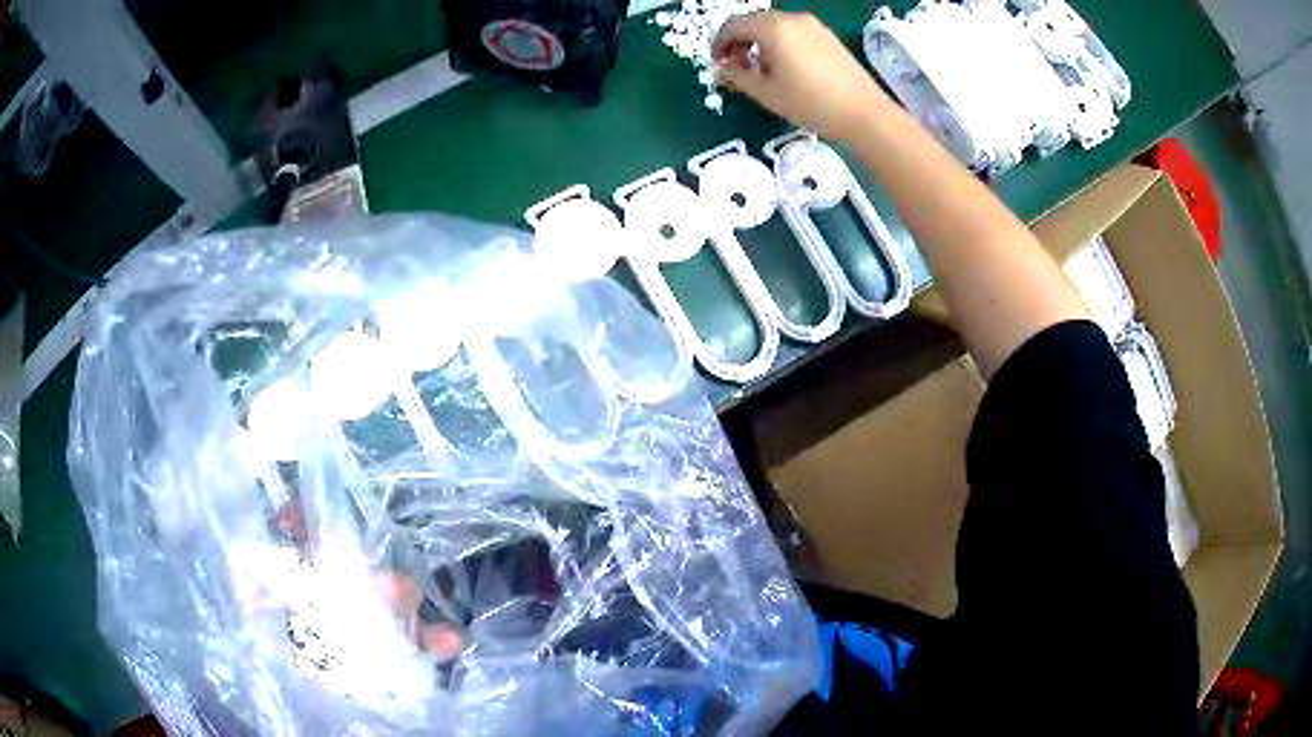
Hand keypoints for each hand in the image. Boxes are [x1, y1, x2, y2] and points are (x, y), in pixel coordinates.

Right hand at [713, 12, 889, 143]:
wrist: (864, 113)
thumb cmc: (811, 103)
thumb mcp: (767, 93)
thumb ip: (738, 77)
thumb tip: (720, 70)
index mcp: (773, 29)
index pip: (734, 26)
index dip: (720, 43)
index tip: (717, 63)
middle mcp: (792, 19)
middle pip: (754, 22)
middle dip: (739, 42)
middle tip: (735, 67)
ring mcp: (813, 26)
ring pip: (774, 26)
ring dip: (759, 42)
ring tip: (760, 71)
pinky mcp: (827, 37)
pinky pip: (793, 32)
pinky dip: (780, 43)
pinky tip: (784, 68)